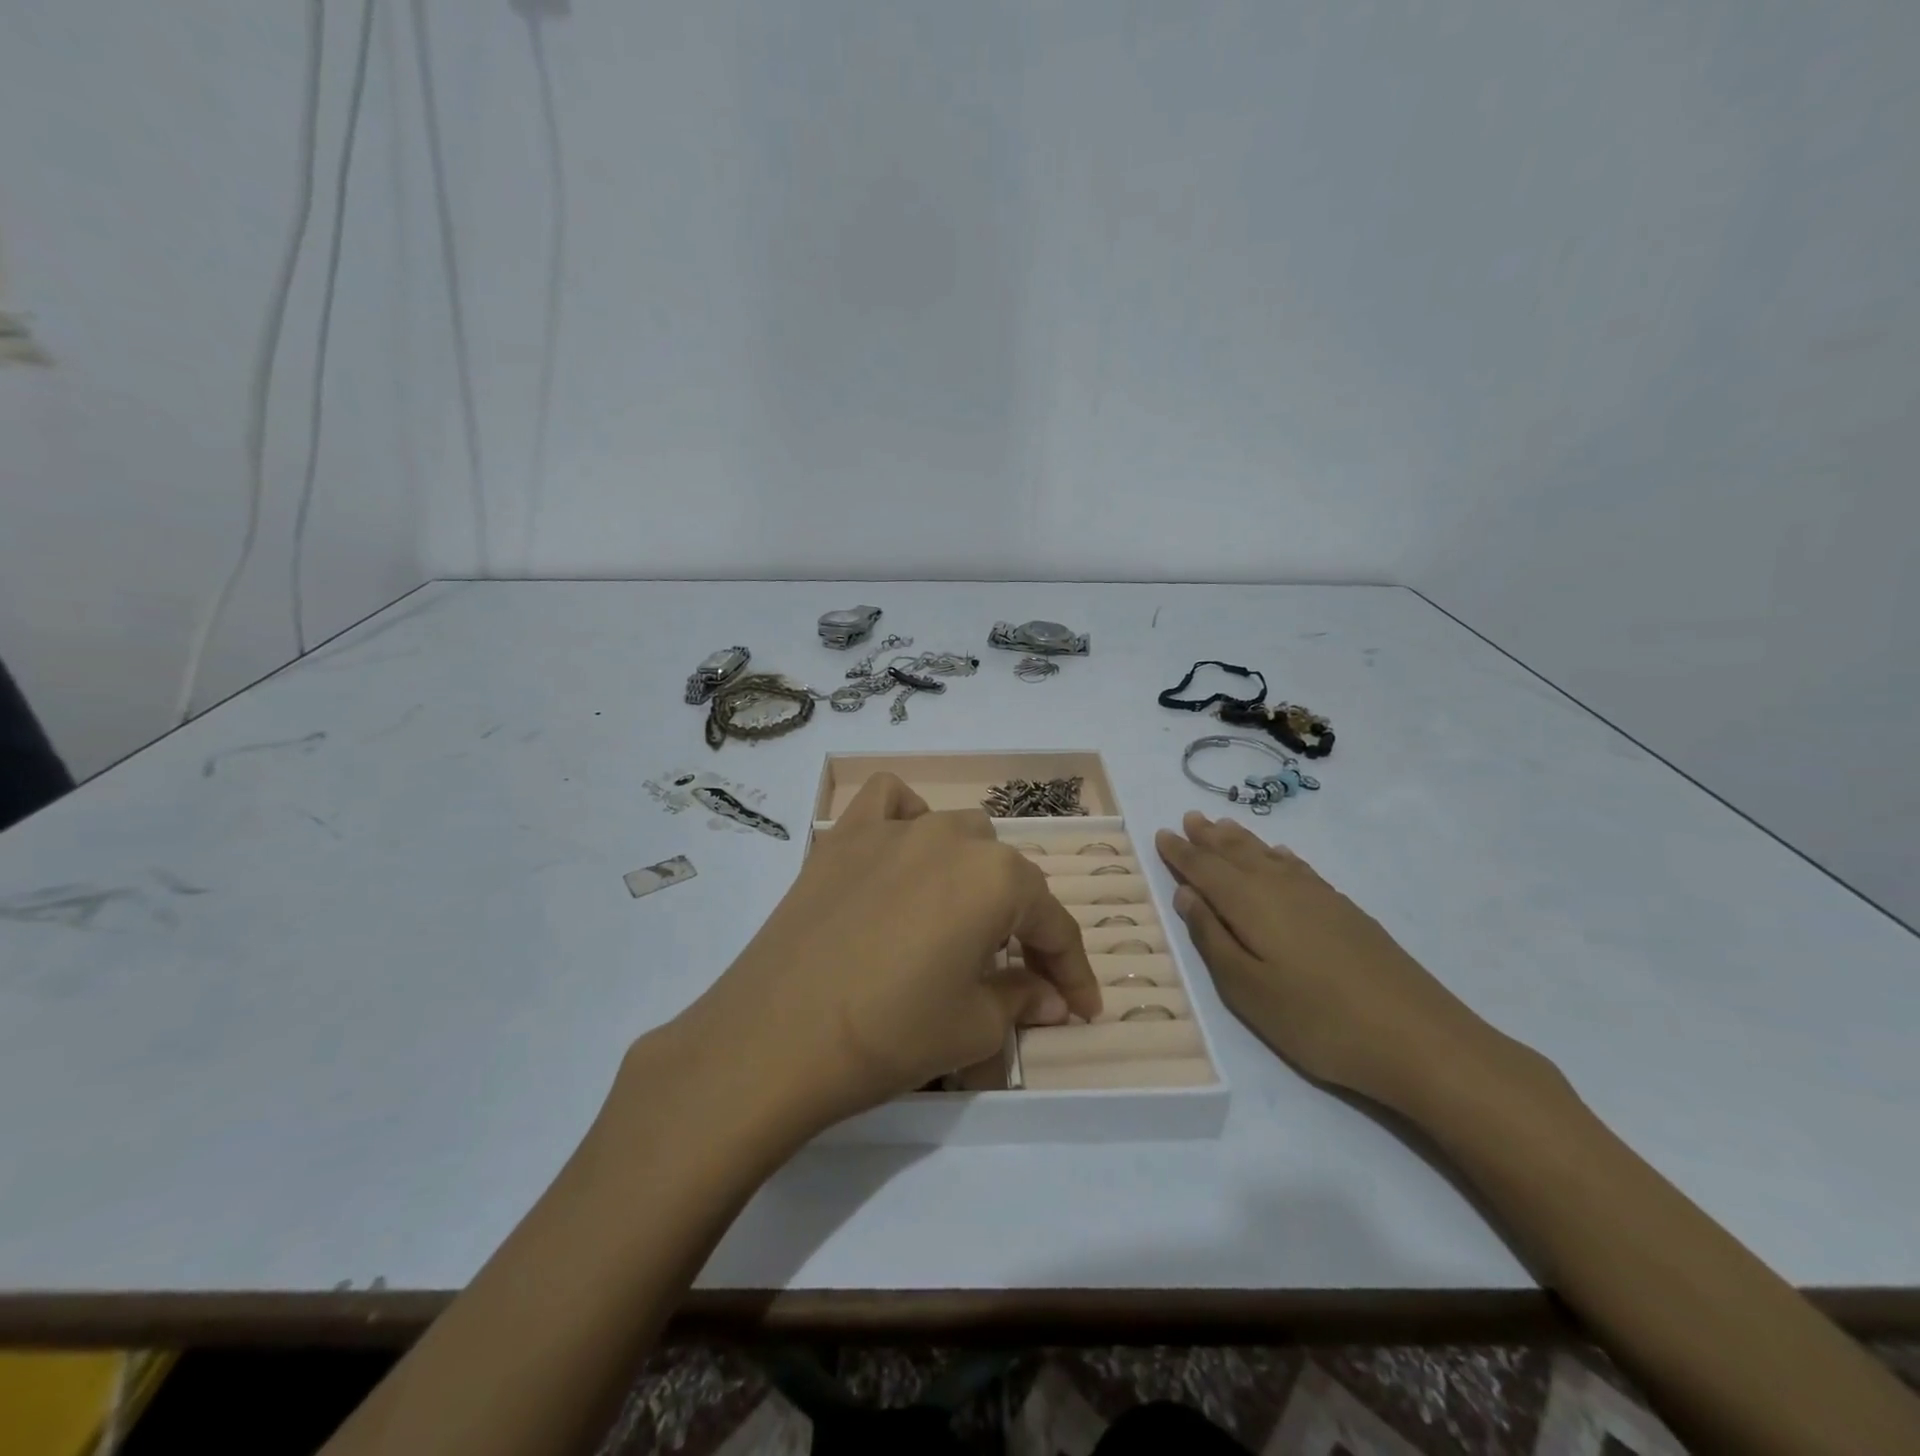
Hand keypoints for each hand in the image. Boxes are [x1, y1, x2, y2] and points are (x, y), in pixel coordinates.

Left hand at [685, 774, 1101, 1133]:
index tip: (1082, 1008)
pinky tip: (902, 854)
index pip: (1054, 923)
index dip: (1073, 970)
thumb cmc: (890, 1034)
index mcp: (997, 878)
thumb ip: (1022, 1000)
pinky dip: (906, 818)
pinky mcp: (843, 836)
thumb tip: (1049, 997)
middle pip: (1007, 874)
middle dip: (1020, 922)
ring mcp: (893, 829)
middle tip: (1012, 973)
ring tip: (958, 918)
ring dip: (971, 871)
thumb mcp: (973, 1028)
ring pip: (956, 832)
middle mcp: (952, 837)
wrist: (775, 1038)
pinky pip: (888, 802)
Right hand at [1155, 812, 1498, 1109]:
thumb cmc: (1317, 1020)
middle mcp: (1281, 887)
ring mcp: (1319, 896)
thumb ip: (1212, 938)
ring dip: (1241, 840)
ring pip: (1269, 855)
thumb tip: (1187, 894)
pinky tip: (1280, 856)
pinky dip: (1279, 855)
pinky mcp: (1346, 910)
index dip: (1181, 853)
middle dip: (1209, 837)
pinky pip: (1298, 866)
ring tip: (1223, 826)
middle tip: (1189, 817)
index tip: (1161, 834)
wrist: (1419, 1039)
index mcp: (1250, 903)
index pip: (1204, 869)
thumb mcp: (1247, 990)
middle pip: (1237, 853)